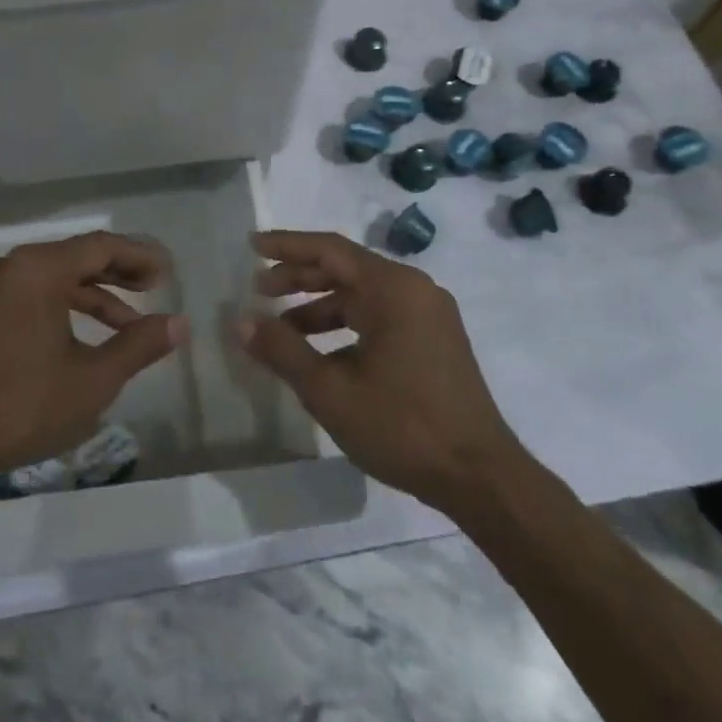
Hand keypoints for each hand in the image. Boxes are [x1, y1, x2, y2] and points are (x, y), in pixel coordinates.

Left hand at [0, 231, 186, 492]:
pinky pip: (33, 295)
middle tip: (154, 287)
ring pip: (54, 278)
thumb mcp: (94, 378)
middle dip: (118, 272)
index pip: (100, 247)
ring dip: (93, 295)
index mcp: (38, 269)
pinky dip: (65, 307)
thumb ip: (139, 344)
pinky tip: (86, 336)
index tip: (167, 271)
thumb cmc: (25, 406)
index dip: (139, 255)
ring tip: (128, 322)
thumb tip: (179, 324)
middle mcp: (12, 267)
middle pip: (76, 257)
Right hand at [242, 230, 522, 514]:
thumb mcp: (331, 391)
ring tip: (281, 328)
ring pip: (363, 296)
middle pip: (347, 269)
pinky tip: (320, 355)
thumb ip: (282, 350)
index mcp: (393, 289)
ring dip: (320, 306)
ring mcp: (429, 315)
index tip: (252, 245)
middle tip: (259, 289)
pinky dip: (346, 326)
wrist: (480, 477)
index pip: (330, 250)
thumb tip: (241, 321)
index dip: (287, 246)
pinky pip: (381, 317)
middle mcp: (415, 290)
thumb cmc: (403, 426)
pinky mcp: (435, 341)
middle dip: (299, 277)